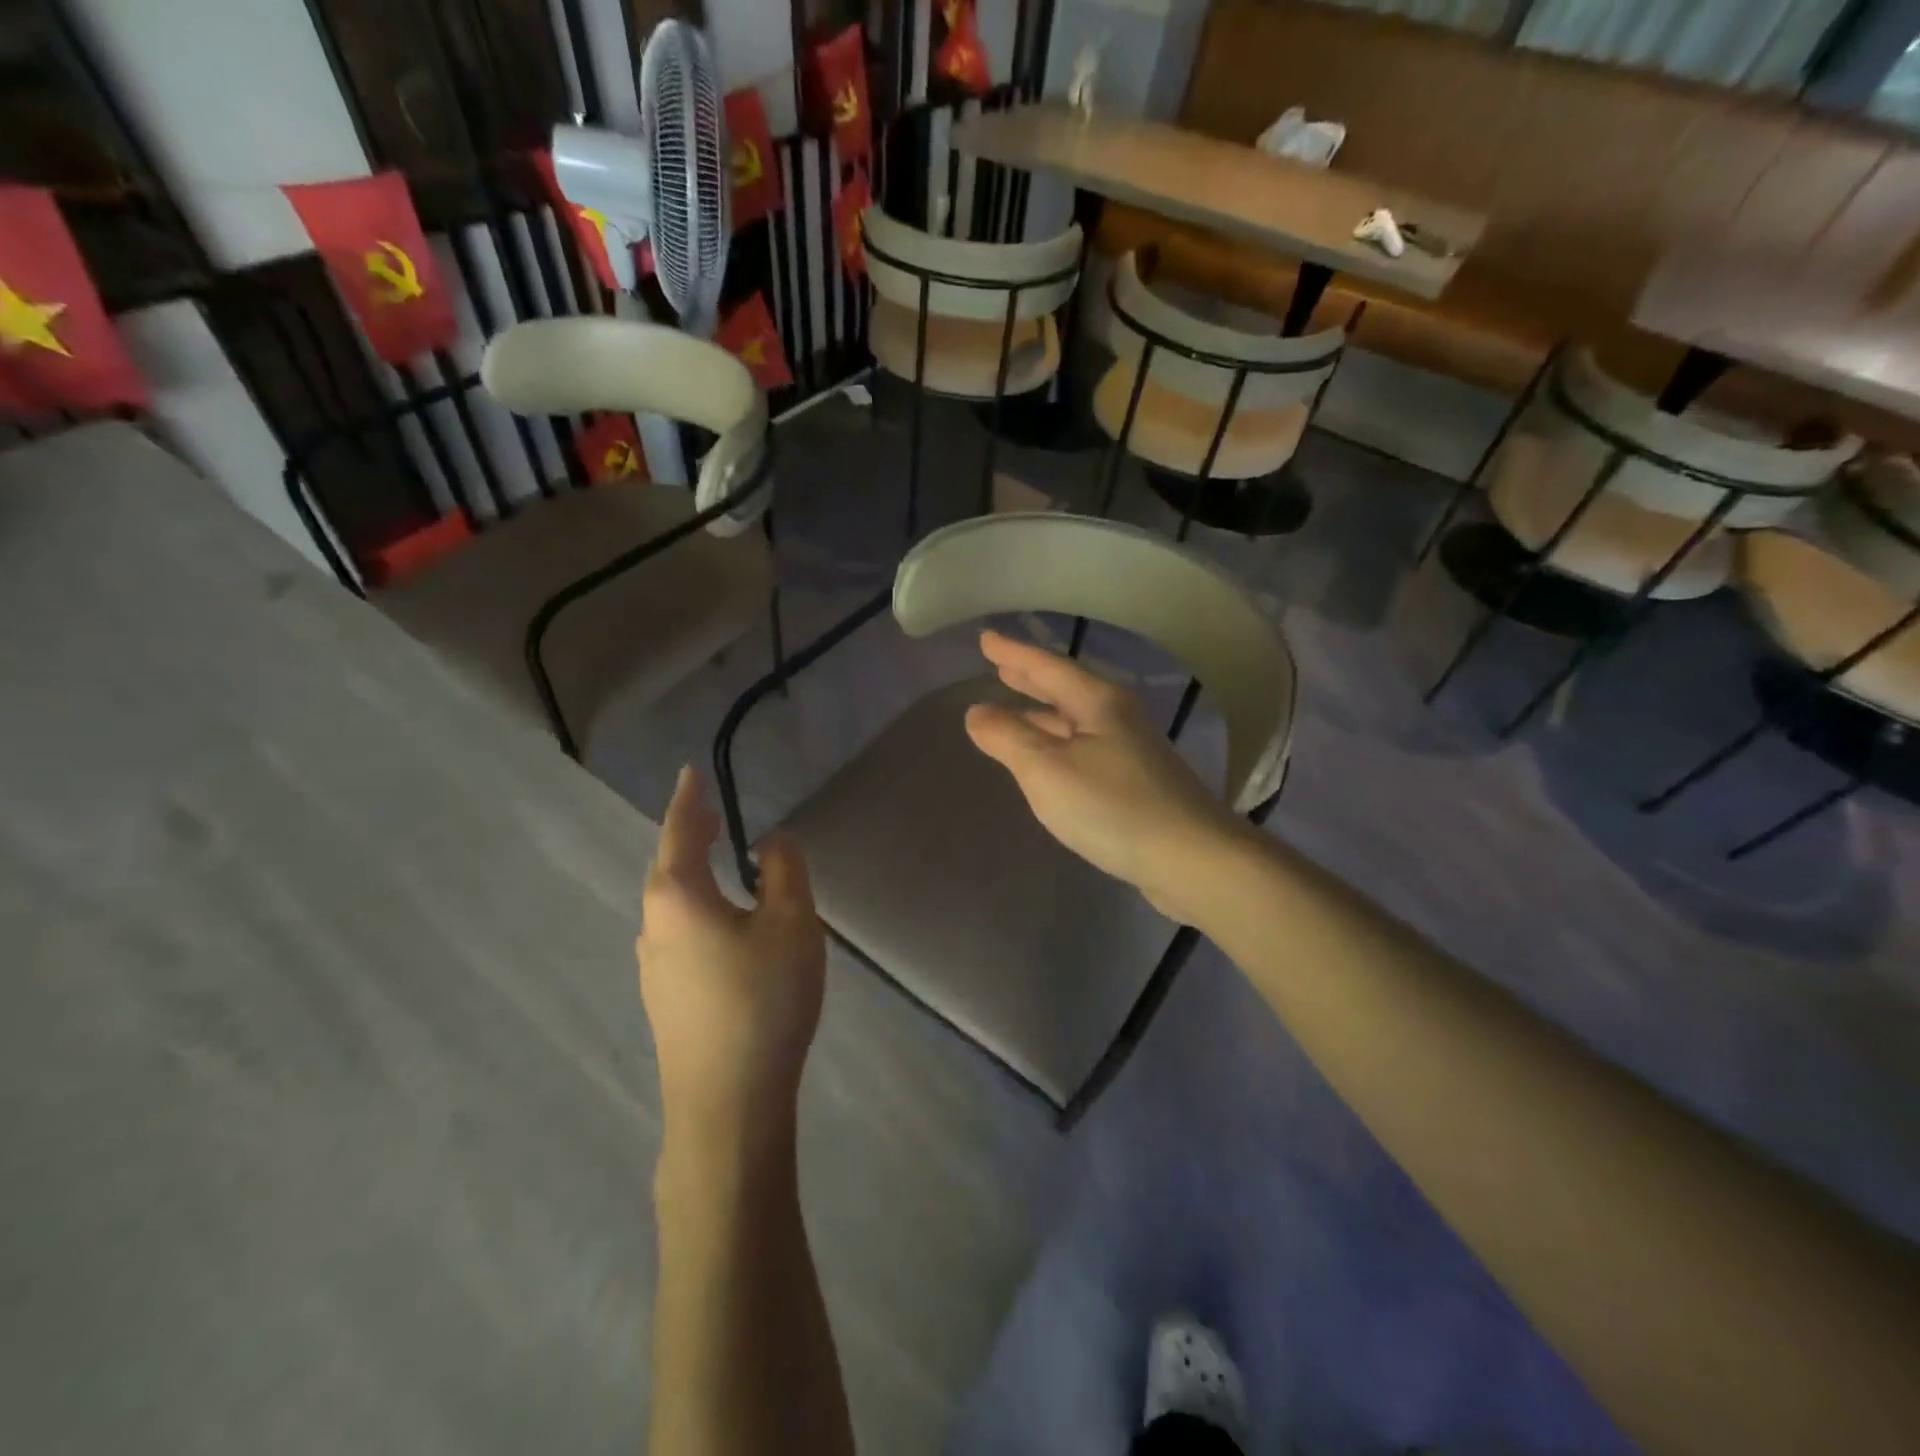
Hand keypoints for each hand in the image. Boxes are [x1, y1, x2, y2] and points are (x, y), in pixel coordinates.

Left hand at [638, 767, 825, 1150]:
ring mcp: (654, 967)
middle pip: (669, 867)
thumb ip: (783, 871)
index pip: (681, 831)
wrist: (727, 1104)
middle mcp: (654, 926)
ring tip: (718, 863)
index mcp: (678, 897)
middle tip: (710, 814)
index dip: (690, 799)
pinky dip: (698, 909)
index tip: (690, 772)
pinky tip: (722, 926)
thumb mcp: (790, 923)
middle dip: (690, 836)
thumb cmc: (761, 999)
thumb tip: (771, 842)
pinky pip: (679, 933)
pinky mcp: (666, 1000)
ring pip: (673, 904)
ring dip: (693, 874)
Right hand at [963, 631, 1249, 922]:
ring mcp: (1130, 750)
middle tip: (1000, 666)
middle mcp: (1117, 717)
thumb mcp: (1047, 770)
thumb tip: (976, 712)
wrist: (1191, 859)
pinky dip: (1058, 741)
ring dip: (1044, 710)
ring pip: (1075, 719)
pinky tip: (1050, 758)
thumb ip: (1009, 737)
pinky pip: (1084, 746)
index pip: (1046, 667)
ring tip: (1015, 706)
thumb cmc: (1113, 807)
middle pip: (1066, 688)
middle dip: (1030, 677)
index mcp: (1097, 703)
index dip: (1013, 653)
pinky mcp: (1136, 782)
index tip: (985, 638)